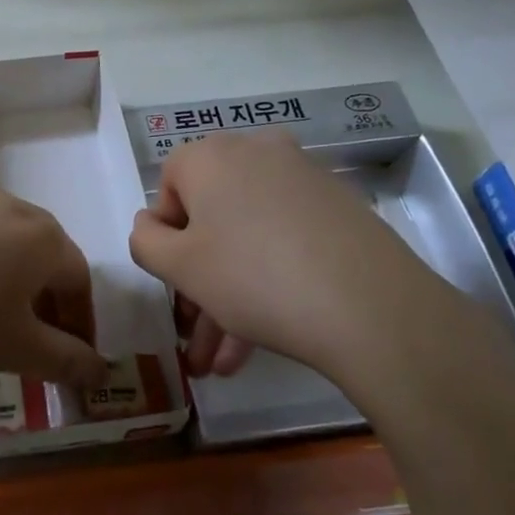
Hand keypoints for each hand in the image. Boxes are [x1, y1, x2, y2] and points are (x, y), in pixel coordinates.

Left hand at [0, 189, 107, 383]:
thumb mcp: (12, 348)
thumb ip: (64, 360)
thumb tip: (100, 371)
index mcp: (42, 237)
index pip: (80, 280)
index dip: (80, 323)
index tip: (70, 358)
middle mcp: (10, 206)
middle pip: (45, 255)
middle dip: (47, 300)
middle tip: (31, 340)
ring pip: (3, 242)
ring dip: (9, 280)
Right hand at [128, 132, 470, 403]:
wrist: (370, 305)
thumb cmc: (253, 277)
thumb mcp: (180, 266)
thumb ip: (145, 241)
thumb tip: (151, 225)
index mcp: (210, 155)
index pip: (168, 187)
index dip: (165, 237)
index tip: (176, 280)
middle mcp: (255, 152)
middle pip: (211, 216)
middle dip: (198, 279)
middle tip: (196, 333)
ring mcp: (302, 177)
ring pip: (247, 236)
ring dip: (229, 294)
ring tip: (226, 362)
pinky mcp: (337, 206)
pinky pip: (284, 238)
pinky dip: (268, 278)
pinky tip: (262, 339)